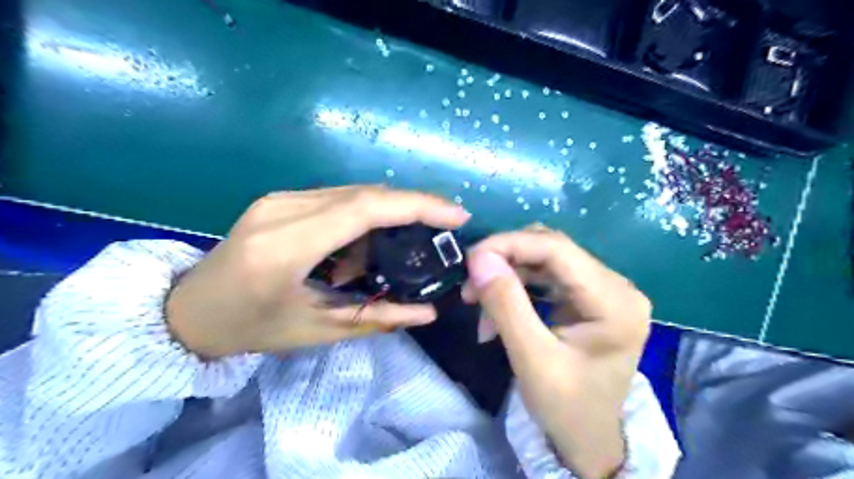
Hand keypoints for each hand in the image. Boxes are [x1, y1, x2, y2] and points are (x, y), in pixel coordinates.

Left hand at [163, 185, 469, 357]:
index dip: (416, 206)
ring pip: (353, 193)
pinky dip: (362, 217)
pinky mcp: (279, 199)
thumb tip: (429, 312)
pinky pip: (336, 199)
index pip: (364, 209)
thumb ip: (378, 318)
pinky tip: (361, 247)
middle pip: (364, 193)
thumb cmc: (251, 329)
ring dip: (385, 215)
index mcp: (286, 247)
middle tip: (442, 227)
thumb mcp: (316, 330)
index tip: (455, 214)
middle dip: (412, 206)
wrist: (188, 310)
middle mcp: (281, 210)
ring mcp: (278, 199)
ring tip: (395, 251)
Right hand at [464, 225, 650, 478]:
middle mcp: (617, 286)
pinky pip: (547, 276)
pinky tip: (498, 307)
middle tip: (470, 283)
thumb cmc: (566, 409)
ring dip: (508, 274)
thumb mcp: (532, 359)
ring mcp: (604, 290)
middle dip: (505, 260)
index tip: (470, 258)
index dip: (510, 244)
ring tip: (477, 300)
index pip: (557, 249)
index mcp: (615, 302)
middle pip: (552, 250)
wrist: (589, 440)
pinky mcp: (589, 297)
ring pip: (546, 259)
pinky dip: (517, 286)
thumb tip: (478, 258)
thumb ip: (506, 305)